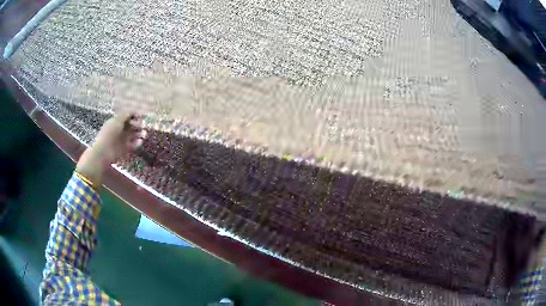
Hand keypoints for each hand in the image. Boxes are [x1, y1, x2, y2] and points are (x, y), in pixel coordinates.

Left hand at [76, 114, 146, 187]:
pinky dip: (137, 143)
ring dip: (139, 134)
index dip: (135, 116)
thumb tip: (133, 111)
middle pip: (131, 126)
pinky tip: (140, 142)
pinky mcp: (125, 149)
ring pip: (133, 135)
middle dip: (138, 125)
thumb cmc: (109, 133)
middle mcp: (120, 130)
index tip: (142, 116)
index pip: (127, 117)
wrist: (104, 152)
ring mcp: (122, 140)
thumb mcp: (117, 120)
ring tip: (144, 135)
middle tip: (145, 126)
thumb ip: (126, 115)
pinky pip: (133, 145)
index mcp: (116, 122)